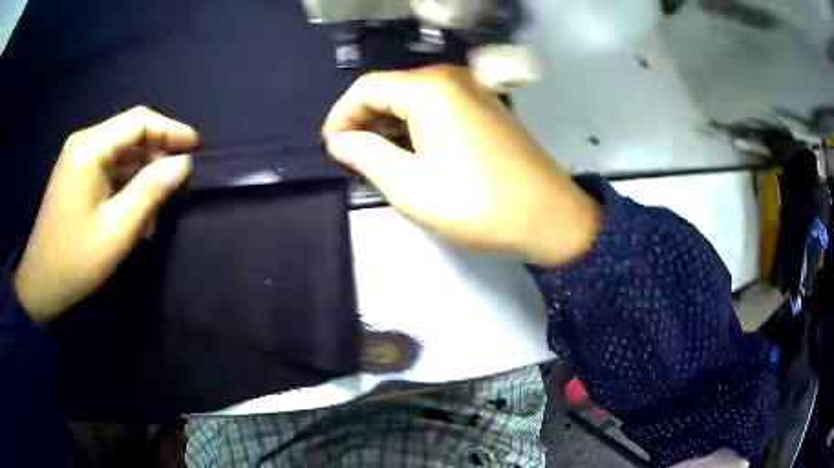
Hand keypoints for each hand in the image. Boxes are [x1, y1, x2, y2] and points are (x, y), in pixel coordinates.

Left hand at [13, 107, 198, 321]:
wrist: (41, 284)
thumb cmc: (75, 260)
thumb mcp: (116, 230)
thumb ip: (150, 191)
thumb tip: (183, 164)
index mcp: (90, 149)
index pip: (138, 122)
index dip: (171, 129)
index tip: (197, 147)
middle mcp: (84, 144)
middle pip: (130, 134)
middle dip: (156, 156)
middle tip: (175, 187)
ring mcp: (78, 160)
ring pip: (121, 154)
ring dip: (141, 177)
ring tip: (153, 214)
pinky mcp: (77, 176)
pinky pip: (109, 169)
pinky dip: (126, 186)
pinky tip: (133, 215)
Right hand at [322, 65, 600, 263]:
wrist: (548, 215)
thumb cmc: (477, 203)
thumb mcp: (410, 186)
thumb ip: (367, 156)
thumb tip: (339, 141)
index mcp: (429, 89)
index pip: (367, 87)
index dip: (341, 115)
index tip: (332, 146)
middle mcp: (451, 78)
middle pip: (391, 88)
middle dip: (365, 119)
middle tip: (351, 156)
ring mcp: (474, 90)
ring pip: (414, 98)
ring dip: (390, 123)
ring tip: (376, 157)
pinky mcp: (487, 106)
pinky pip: (439, 105)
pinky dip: (416, 124)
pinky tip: (411, 149)